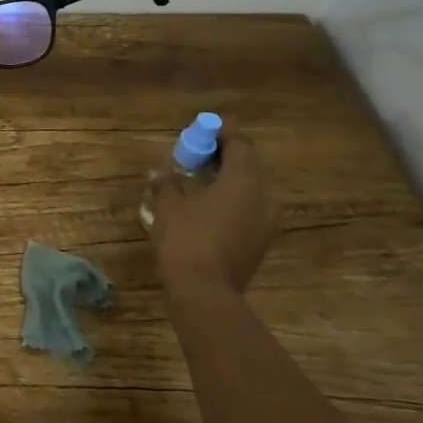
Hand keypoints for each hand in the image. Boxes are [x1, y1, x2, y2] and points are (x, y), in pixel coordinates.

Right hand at [145, 133, 277, 294]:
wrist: (204, 294)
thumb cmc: (187, 241)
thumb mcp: (168, 207)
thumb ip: (166, 184)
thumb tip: (158, 171)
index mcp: (244, 182)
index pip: (240, 145)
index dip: (223, 133)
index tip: (205, 128)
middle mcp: (263, 199)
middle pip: (248, 167)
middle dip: (223, 156)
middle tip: (197, 152)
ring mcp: (265, 224)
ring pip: (249, 191)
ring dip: (226, 180)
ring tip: (198, 179)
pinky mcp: (258, 244)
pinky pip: (246, 210)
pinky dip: (229, 201)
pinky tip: (205, 206)